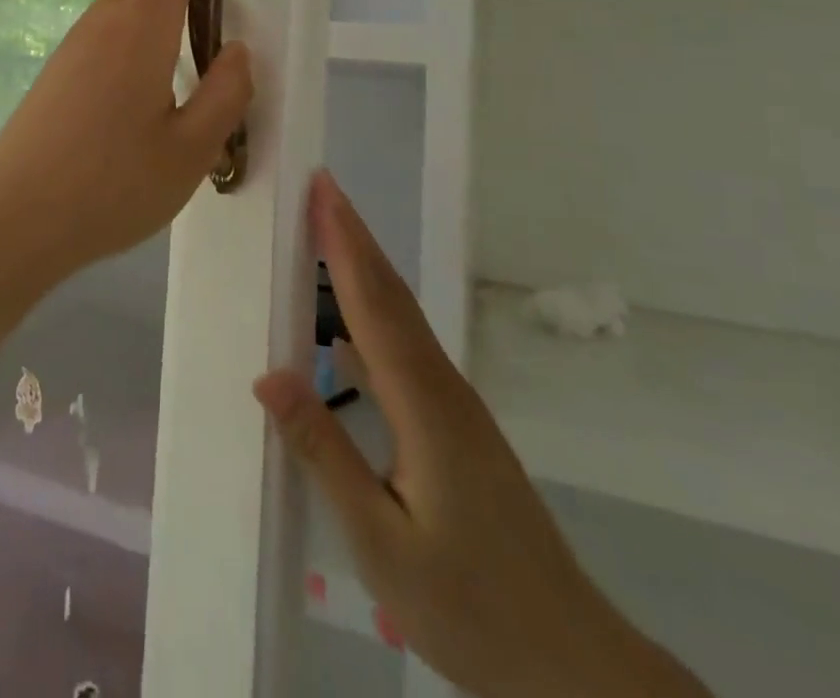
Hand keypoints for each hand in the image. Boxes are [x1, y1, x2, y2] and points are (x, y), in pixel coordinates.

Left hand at [0, 0, 254, 280]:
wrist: (13, 220)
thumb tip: (237, 52)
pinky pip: (111, 2)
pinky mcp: (64, 64)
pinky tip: (155, 8)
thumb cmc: (107, 189)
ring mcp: (78, 42)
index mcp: (138, 31)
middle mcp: (104, 21)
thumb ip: (224, 96)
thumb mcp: (188, 153)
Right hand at [254, 173, 709, 697]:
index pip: (375, 305)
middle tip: (319, 189)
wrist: (571, 663)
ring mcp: (453, 406)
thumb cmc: (470, 607)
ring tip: (326, 236)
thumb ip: (324, 452)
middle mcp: (441, 388)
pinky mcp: (455, 426)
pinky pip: (404, 352)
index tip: (322, 191)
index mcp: (423, 406)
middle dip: (353, 236)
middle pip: (391, 296)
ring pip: (400, 320)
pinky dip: (371, 317)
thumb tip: (268, 375)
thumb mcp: (380, 542)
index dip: (345, 244)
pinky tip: (342, 333)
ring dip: (363, 269)